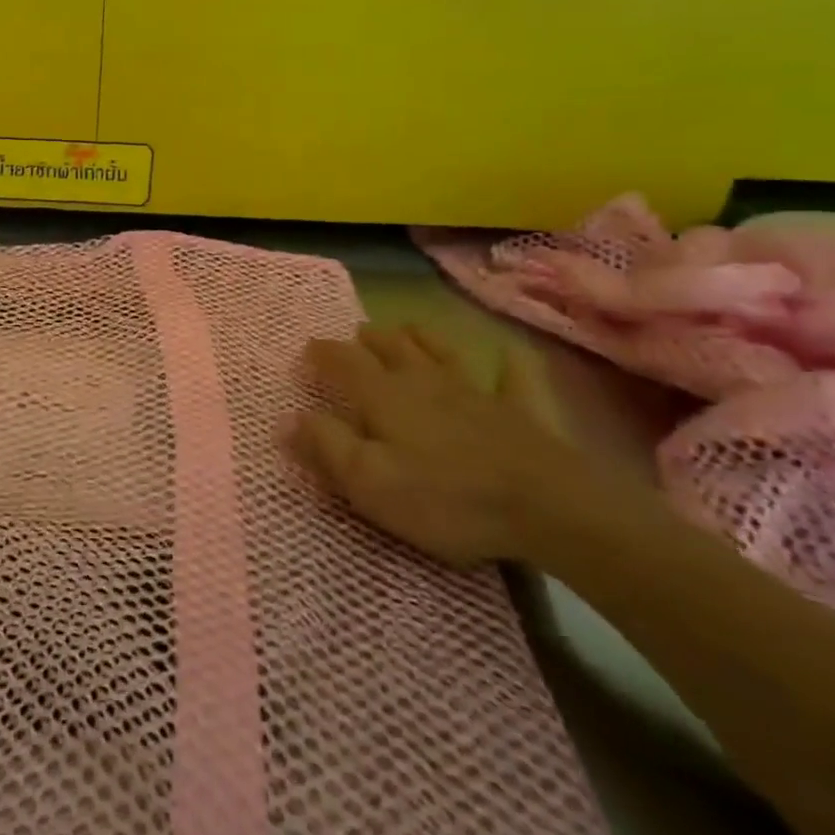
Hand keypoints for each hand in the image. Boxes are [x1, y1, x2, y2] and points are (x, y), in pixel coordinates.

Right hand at [289, 325, 623, 567]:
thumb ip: (326, 446)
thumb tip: (288, 417)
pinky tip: (506, 357)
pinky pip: (513, 378)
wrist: (546, 507)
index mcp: (384, 396)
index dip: (322, 354)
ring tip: (406, 327)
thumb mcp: (369, 482)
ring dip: (421, 337)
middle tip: (356, 335)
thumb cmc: (445, 498)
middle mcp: (425, 381)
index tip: (306, 350)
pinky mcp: (521, 411)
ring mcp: (477, 392)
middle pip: (392, 349)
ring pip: (442, 352)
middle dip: (369, 339)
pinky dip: (506, 366)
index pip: (344, 363)